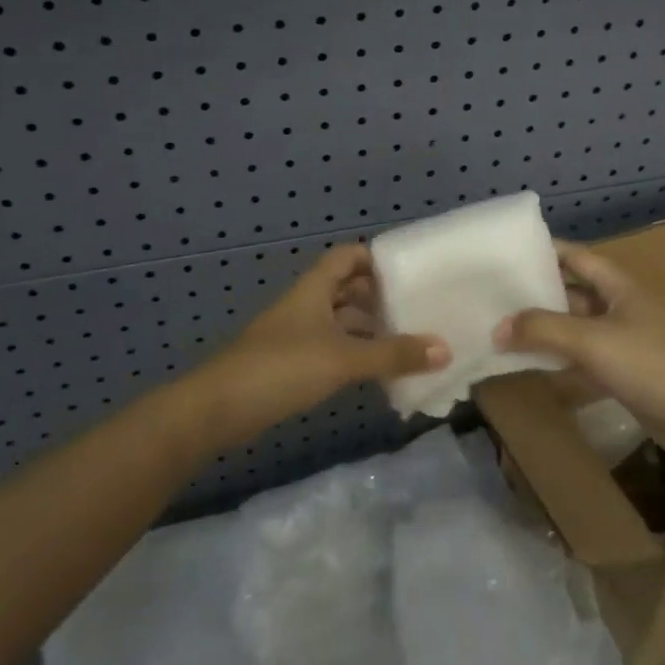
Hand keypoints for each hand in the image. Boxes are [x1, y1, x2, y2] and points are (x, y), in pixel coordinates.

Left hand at [195, 244, 449, 447]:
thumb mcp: (343, 358)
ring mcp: (297, 335)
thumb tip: (445, 347)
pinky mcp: (291, 364)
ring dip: (370, 331)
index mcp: (315, 289)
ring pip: (341, 322)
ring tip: (409, 344)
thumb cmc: (281, 367)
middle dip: (380, 298)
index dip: (377, 260)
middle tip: (420, 311)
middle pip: (348, 289)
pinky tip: (379, 373)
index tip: (412, 275)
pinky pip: (332, 349)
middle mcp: (307, 305)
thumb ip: (393, 354)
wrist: (218, 408)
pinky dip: (355, 355)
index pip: (348, 256)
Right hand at [494, 242, 664, 458]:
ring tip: (503, 328)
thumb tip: (497, 327)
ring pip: (576, 329)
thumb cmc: (650, 363)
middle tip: (496, 294)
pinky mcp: (624, 375)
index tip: (511, 251)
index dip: (547, 251)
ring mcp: (624, 343)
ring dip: (546, 330)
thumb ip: (542, 330)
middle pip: (574, 293)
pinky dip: (560, 361)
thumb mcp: (591, 339)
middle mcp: (621, 309)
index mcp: (619, 287)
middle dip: (539, 293)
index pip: (578, 257)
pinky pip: (583, 361)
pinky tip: (531, 365)